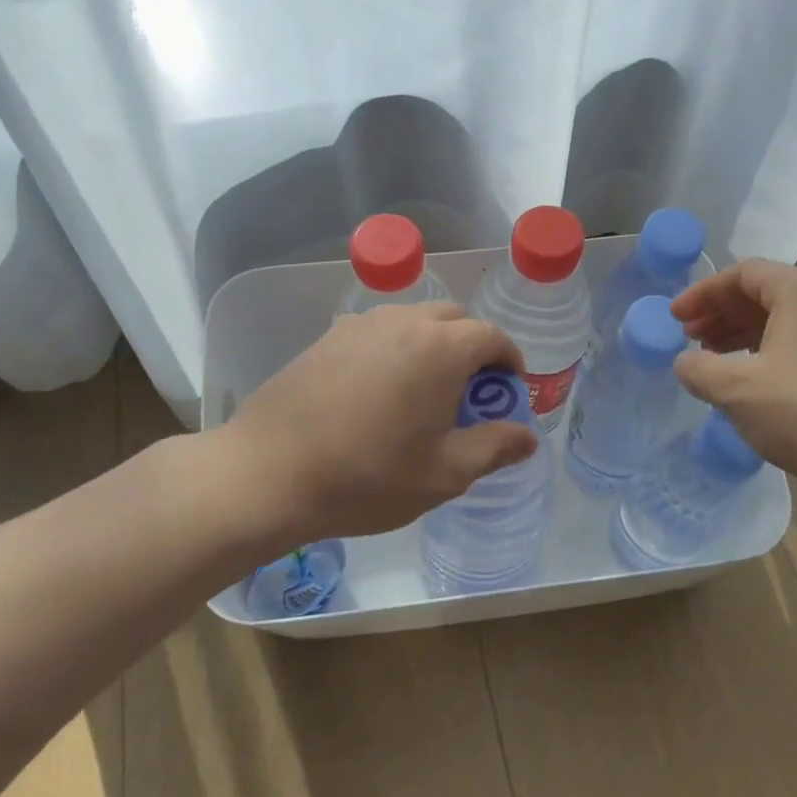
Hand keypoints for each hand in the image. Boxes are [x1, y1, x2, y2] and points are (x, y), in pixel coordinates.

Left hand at [225, 302, 538, 541]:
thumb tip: (527, 436)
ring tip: (421, 393)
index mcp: (441, 348)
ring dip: (432, 345)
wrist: (269, 473)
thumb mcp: (444, 474)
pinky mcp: (327, 338)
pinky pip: (377, 332)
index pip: (492, 337)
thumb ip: (494, 448)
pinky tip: (377, 393)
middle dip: (472, 349)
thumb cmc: (368, 477)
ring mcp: (360, 326)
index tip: (508, 393)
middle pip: (454, 319)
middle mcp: (403, 322)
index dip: (509, 363)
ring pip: (413, 321)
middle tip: (466, 395)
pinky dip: (394, 350)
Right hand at [670, 261, 796, 501]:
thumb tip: (686, 362)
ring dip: (750, 335)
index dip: (702, 294)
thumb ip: (699, 370)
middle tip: (693, 341)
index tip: (675, 320)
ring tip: (723, 363)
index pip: (742, 274)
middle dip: (724, 315)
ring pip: (793, 319)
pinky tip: (766, 384)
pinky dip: (780, 351)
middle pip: (769, 292)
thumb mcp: (738, 392)